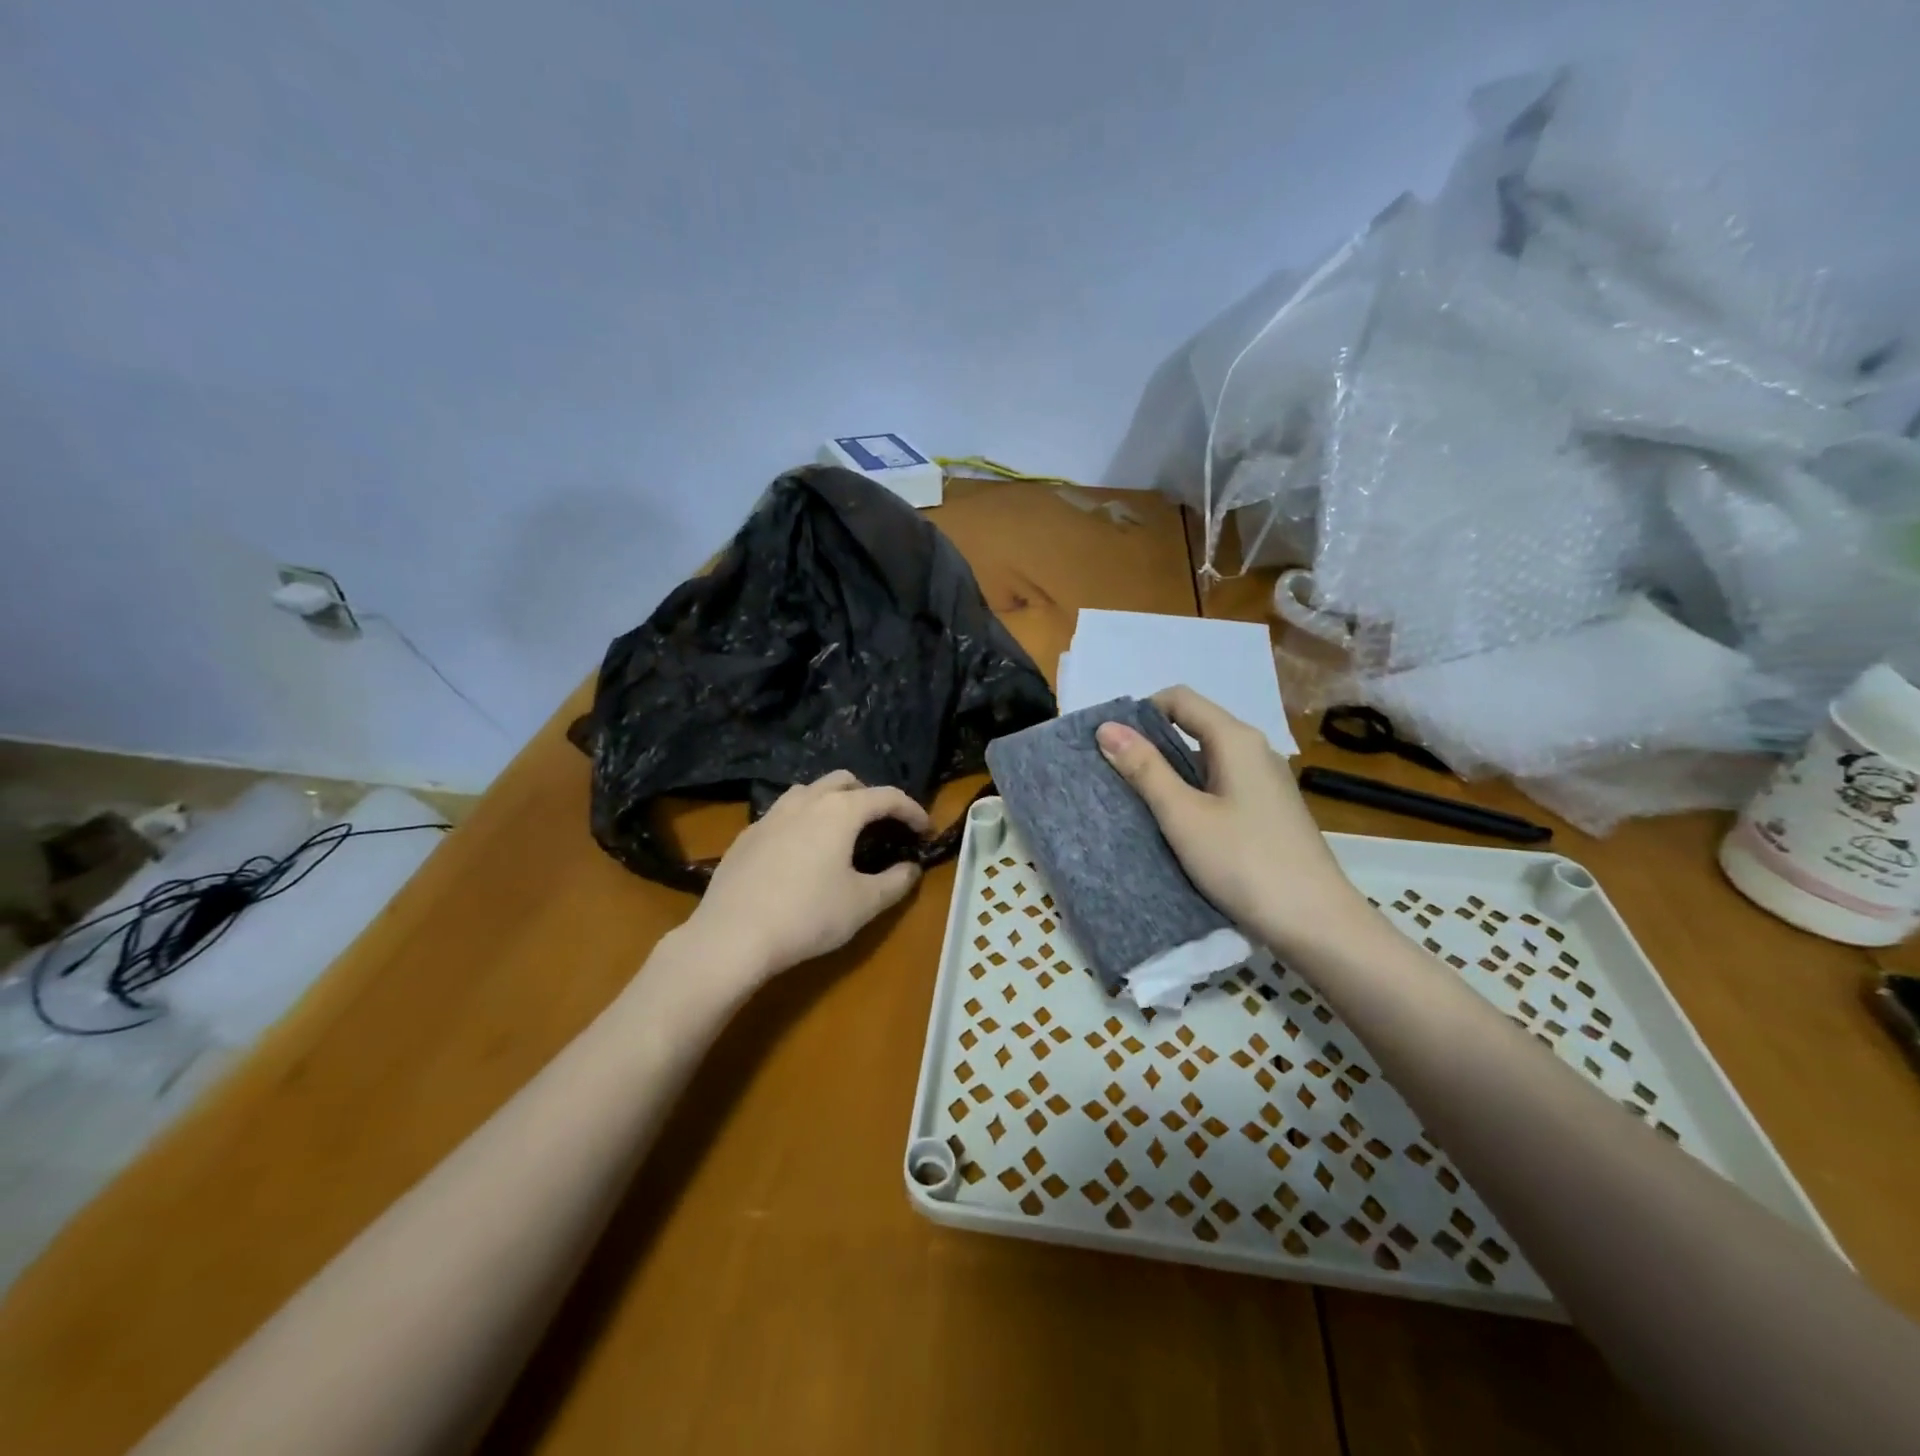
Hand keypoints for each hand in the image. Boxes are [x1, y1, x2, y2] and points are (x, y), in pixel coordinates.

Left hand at [686, 771, 930, 980]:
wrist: (732, 936)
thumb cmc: (808, 916)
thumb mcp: (863, 904)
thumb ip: (895, 882)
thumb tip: (911, 868)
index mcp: (840, 811)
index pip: (887, 797)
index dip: (912, 810)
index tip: (925, 830)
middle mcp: (806, 801)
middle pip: (845, 781)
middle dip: (869, 796)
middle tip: (881, 825)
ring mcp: (771, 815)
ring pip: (809, 791)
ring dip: (832, 802)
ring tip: (840, 832)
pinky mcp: (747, 835)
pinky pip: (783, 814)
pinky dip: (802, 821)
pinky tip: (800, 853)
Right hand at [1096, 686, 1364, 956]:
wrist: (1316, 923)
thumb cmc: (1245, 862)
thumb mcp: (1183, 815)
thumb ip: (1145, 769)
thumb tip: (1107, 727)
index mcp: (1236, 739)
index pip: (1180, 699)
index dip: (1140, 713)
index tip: (1111, 746)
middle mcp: (1255, 750)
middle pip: (1194, 726)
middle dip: (1152, 744)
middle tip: (1116, 776)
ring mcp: (1265, 782)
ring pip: (1206, 759)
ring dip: (1171, 772)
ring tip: (1139, 802)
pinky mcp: (1268, 811)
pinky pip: (1220, 785)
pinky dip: (1193, 793)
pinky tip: (1177, 824)